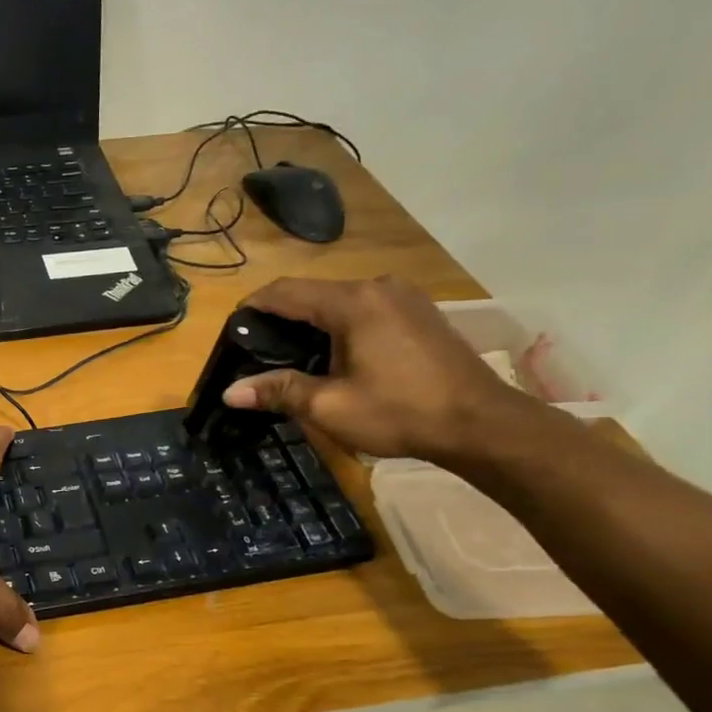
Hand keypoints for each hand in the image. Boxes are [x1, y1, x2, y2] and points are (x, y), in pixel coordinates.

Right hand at [222, 275, 542, 464]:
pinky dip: (340, 327)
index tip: (230, 331)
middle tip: (256, 353)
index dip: (252, 307)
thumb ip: (278, 391)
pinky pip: (365, 310)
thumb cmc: (401, 412)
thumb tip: (229, 393)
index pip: (285, 291)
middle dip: (280, 319)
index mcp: (352, 302)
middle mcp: (378, 288)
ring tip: (292, 359)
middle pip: (312, 294)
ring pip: (340, 301)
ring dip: (311, 324)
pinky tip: (336, 357)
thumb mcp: (330, 406)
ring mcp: (404, 297)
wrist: (482, 424)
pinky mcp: (419, 313)